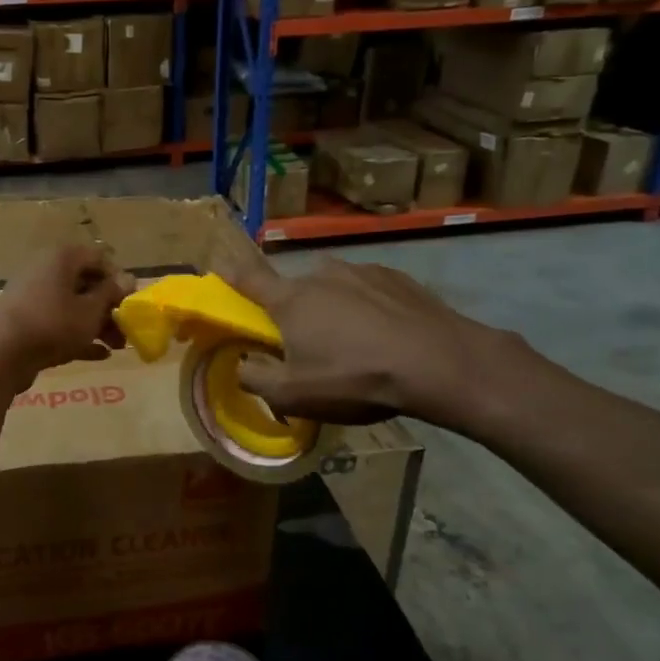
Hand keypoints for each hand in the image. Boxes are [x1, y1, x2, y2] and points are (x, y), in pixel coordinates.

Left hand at [0, 245, 134, 386]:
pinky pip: (57, 325)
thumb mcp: (90, 310)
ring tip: (117, 347)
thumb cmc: (52, 324)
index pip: (97, 257)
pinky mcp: (24, 323)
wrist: (0, 355)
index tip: (131, 301)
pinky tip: (100, 355)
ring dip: (97, 325)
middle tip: (127, 329)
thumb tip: (128, 279)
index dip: (117, 277)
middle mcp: (44, 272)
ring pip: (72, 307)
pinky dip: (77, 336)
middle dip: (109, 307)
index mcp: (61, 259)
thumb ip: (110, 294)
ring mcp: (32, 298)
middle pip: (84, 284)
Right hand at [215, 253, 527, 435]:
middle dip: (296, 312)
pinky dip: (370, 309)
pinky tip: (388, 335)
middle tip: (312, 346)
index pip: (249, 279)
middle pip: (296, 291)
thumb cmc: (355, 378)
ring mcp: (362, 272)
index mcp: (290, 300)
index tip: (220, 265)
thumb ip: (256, 379)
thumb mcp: (294, 395)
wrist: (439, 363)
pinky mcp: (398, 278)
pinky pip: (370, 292)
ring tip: (357, 345)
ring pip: (335, 290)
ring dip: (336, 310)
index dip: (231, 274)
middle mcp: (321, 275)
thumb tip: (243, 366)